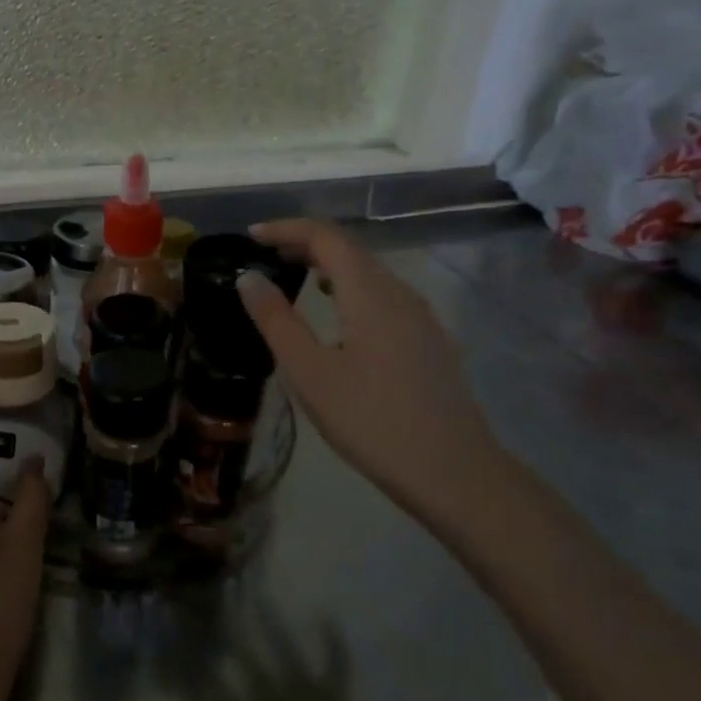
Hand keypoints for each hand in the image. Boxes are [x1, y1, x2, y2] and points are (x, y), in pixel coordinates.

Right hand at [236, 219, 510, 524]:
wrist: (452, 472)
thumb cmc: (370, 420)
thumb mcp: (308, 371)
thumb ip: (276, 319)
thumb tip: (248, 277)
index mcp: (370, 294)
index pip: (326, 237)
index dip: (287, 229)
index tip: (251, 237)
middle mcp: (400, 293)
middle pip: (350, 249)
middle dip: (305, 244)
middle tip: (265, 256)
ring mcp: (420, 317)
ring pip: (369, 272)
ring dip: (328, 265)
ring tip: (293, 278)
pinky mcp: (428, 339)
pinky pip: (383, 295)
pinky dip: (349, 287)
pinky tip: (336, 314)